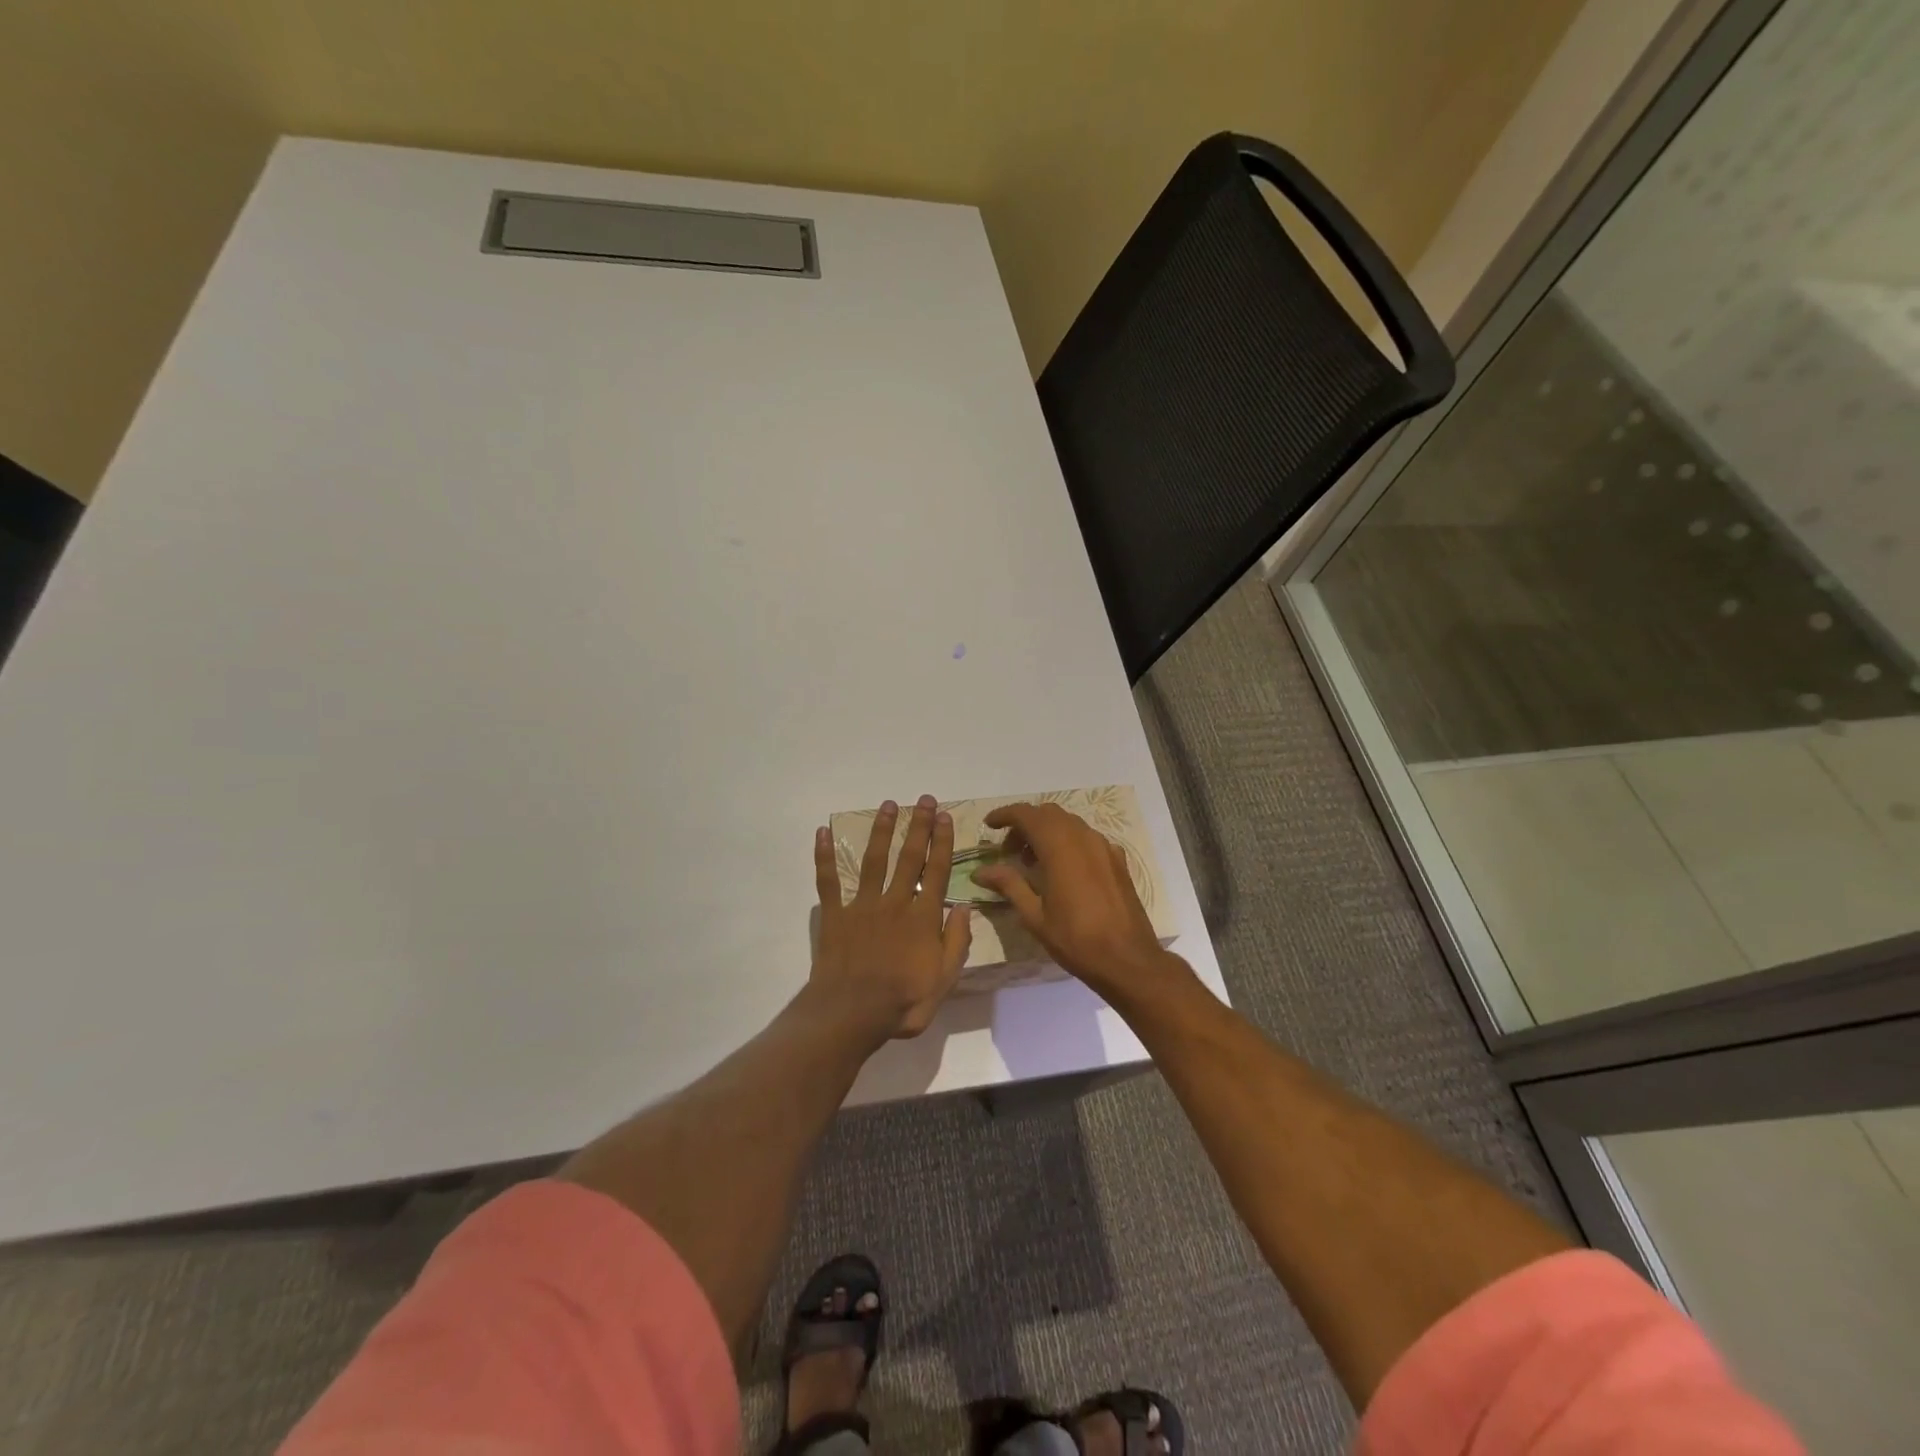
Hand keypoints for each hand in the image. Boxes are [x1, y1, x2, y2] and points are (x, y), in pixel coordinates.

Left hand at [810, 795, 972, 1042]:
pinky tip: (822, 833)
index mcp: (923, 918)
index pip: (937, 872)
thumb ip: (957, 942)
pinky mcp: (834, 915)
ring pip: (874, 860)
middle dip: (918, 827)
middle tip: (924, 800)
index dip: (942, 843)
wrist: (852, 1013)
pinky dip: (824, 857)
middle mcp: (895, 903)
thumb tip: (964, 908)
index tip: (944, 817)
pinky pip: (828, 881)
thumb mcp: (945, 980)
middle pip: (909, 858)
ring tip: (889, 805)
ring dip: (882, 831)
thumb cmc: (903, 1002)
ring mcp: (862, 906)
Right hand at [971, 801, 1178, 999]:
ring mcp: (1104, 847)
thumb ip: (1009, 885)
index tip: (989, 825)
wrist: (1128, 960)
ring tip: (1032, 862)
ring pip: (1069, 823)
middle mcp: (1083, 838)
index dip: (1005, 814)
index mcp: (1060, 848)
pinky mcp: (1117, 860)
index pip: (1027, 814)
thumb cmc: (1076, 940)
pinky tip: (1063, 870)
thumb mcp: (1034, 916)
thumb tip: (980, 871)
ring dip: (1047, 831)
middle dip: (1025, 823)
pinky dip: (1068, 841)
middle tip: (1009, 850)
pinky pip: (1087, 837)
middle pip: (1048, 813)